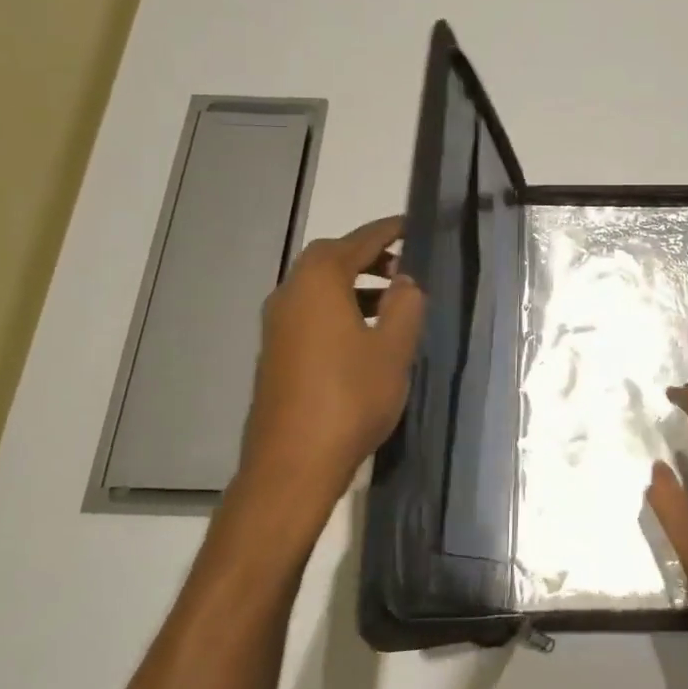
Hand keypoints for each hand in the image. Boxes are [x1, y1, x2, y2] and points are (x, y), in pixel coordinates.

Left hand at [233, 215, 424, 523]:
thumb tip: (405, 282)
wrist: (293, 463)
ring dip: (353, 284)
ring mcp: (277, 325)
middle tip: (404, 265)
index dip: (388, 231)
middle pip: (330, 259)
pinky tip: (363, 334)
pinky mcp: (276, 353)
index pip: (358, 241)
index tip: (412, 225)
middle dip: (368, 256)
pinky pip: (310, 312)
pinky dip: (338, 307)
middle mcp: (290, 294)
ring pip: (318, 287)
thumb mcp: (393, 349)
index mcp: (318, 283)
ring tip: (391, 299)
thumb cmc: (350, 398)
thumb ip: (405, 306)